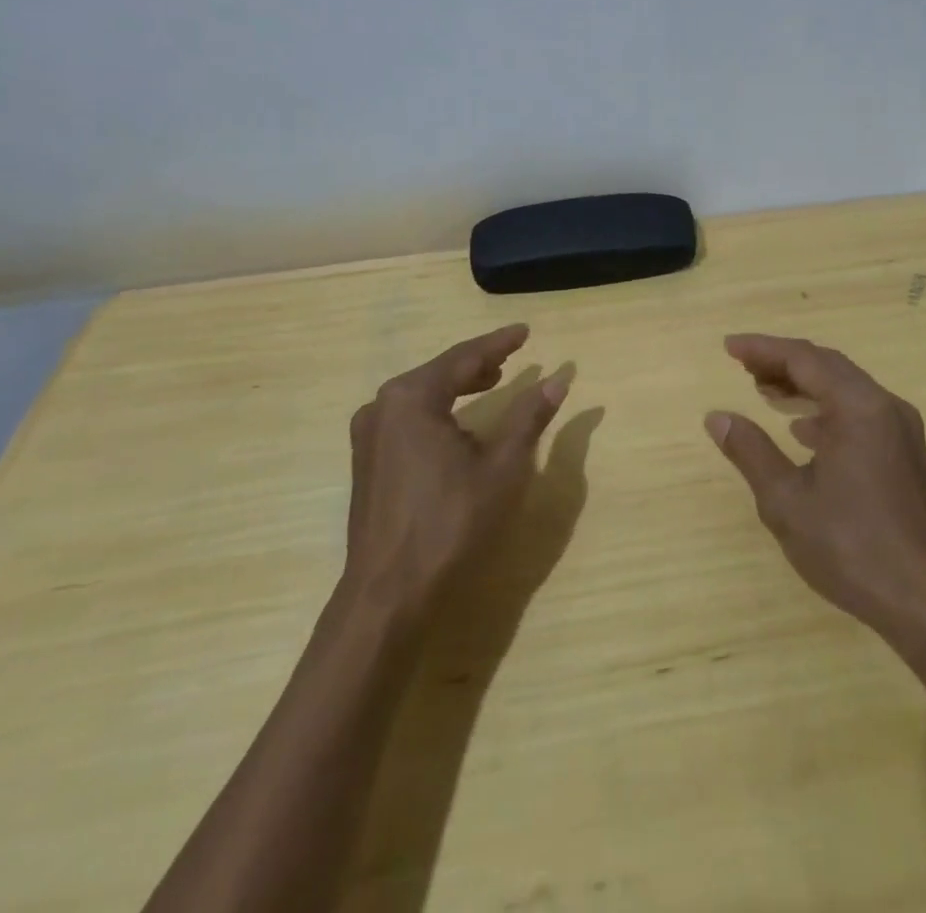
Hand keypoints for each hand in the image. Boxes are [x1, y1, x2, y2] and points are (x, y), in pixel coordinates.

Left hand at [345, 324, 568, 615]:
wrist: (389, 594)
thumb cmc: (450, 523)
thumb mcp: (502, 467)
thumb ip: (529, 418)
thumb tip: (557, 381)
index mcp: (412, 398)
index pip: (464, 358)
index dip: (498, 344)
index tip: (524, 331)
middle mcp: (382, 407)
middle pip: (440, 372)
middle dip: (478, 363)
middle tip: (512, 355)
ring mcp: (369, 435)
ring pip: (423, 394)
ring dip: (458, 385)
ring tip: (492, 380)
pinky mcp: (368, 461)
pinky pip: (410, 417)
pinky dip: (440, 409)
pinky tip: (459, 421)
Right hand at [706, 335, 925, 668]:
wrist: (924, 601)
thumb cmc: (849, 547)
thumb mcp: (786, 500)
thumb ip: (750, 451)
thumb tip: (718, 417)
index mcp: (858, 407)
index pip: (804, 358)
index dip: (763, 348)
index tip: (729, 347)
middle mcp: (885, 406)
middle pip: (828, 366)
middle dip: (783, 362)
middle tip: (743, 366)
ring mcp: (901, 429)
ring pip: (847, 388)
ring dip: (805, 384)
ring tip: (766, 390)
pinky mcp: (906, 454)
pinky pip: (861, 412)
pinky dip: (827, 409)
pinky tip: (804, 430)